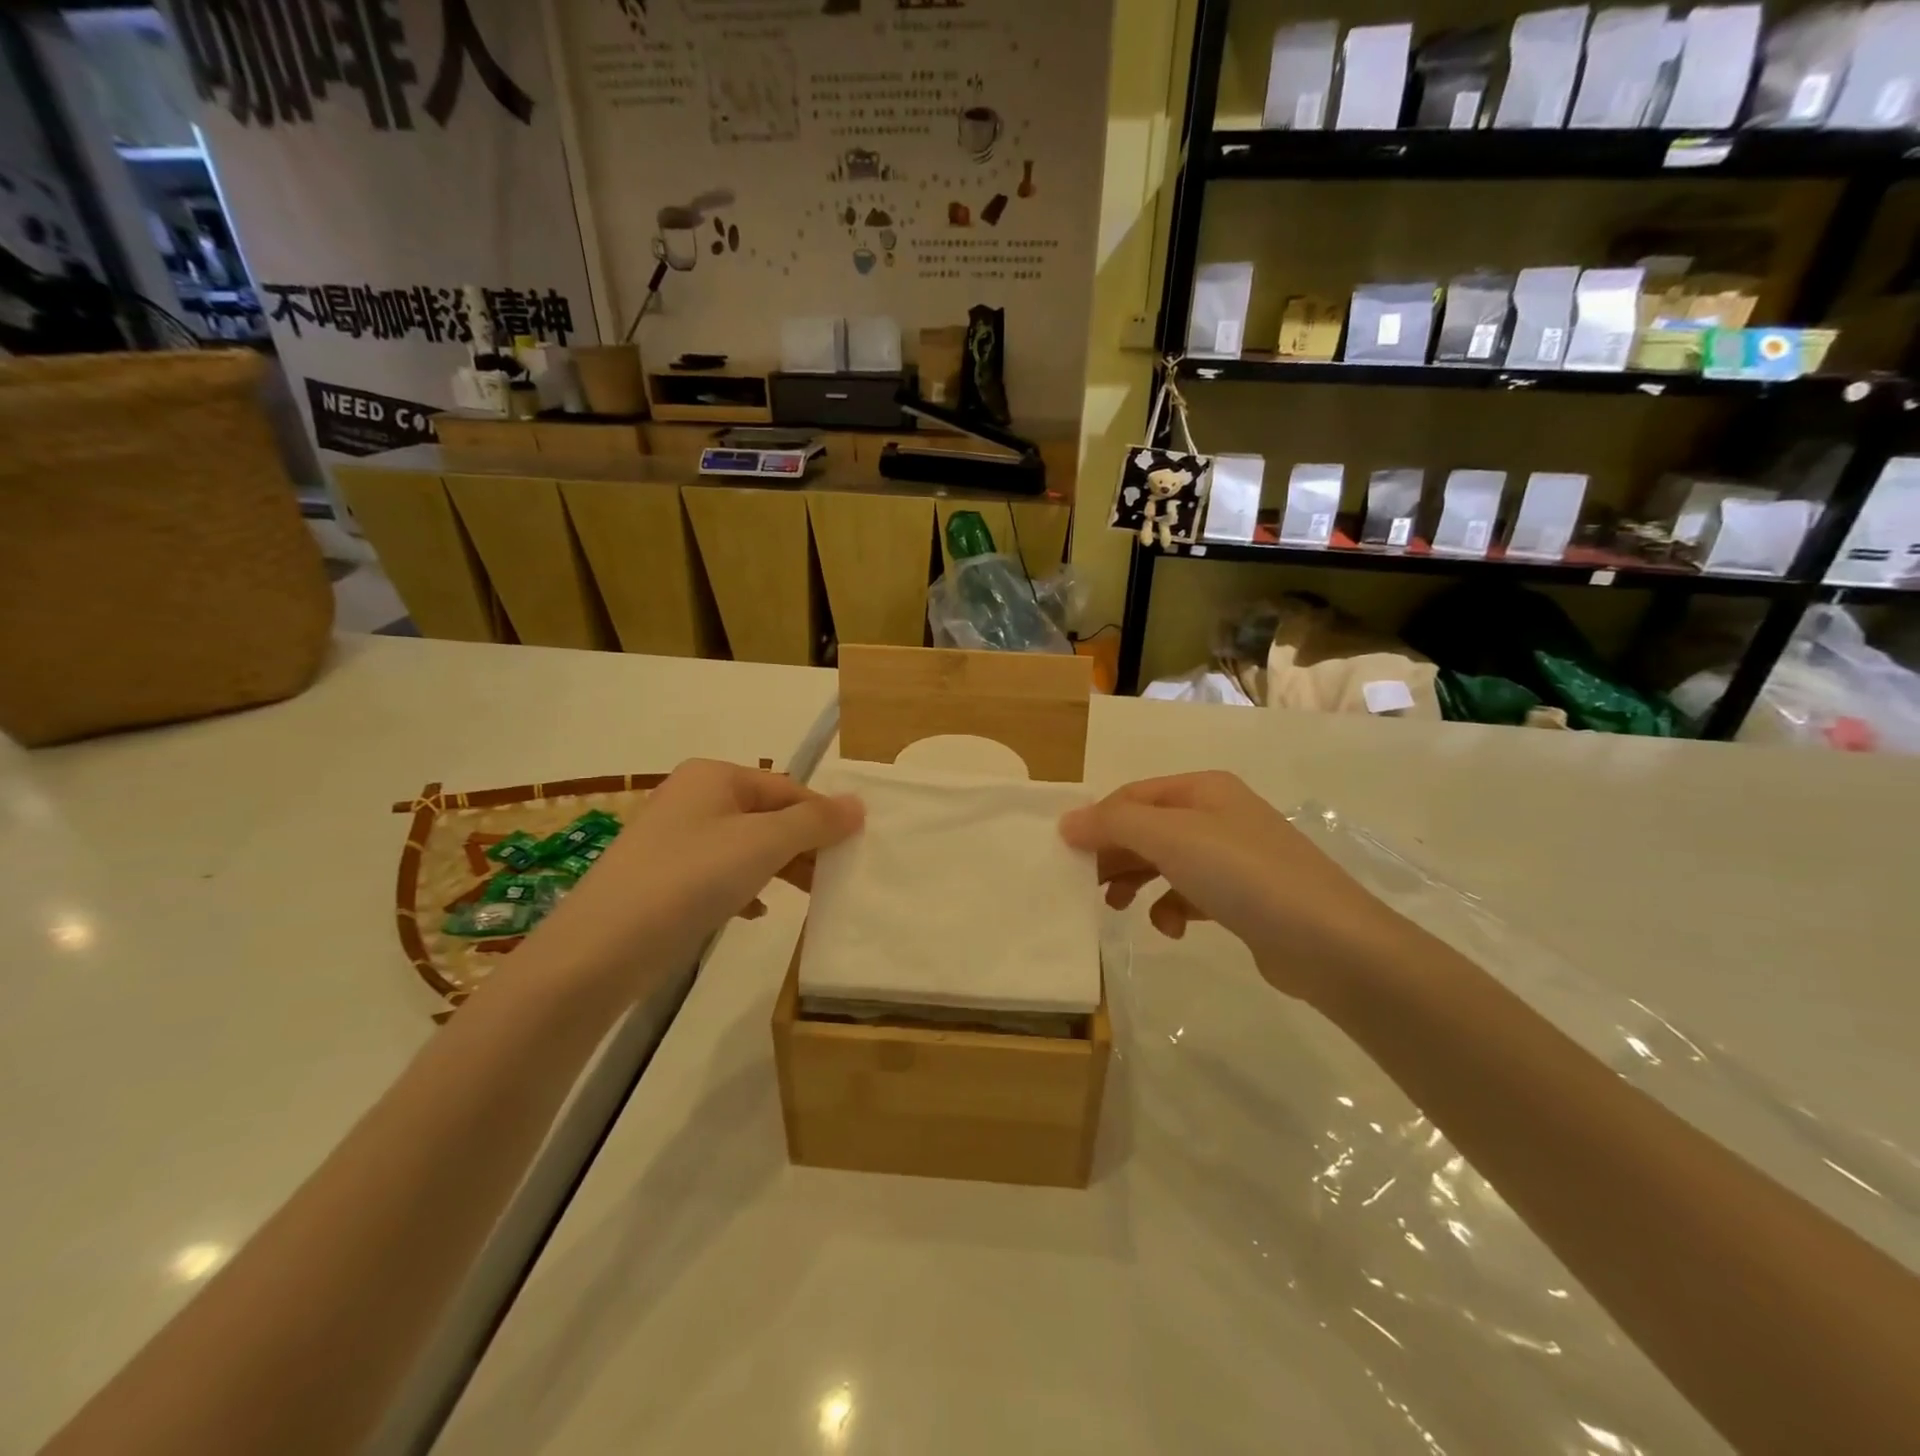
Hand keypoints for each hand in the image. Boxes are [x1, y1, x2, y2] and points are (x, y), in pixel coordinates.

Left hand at [519, 760, 862, 995]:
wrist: (601, 949)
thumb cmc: (691, 879)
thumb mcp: (763, 843)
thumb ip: (815, 822)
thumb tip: (859, 804)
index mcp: (714, 776)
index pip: (788, 788)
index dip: (824, 816)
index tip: (855, 848)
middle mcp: (692, 797)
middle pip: (766, 815)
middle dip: (802, 844)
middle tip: (835, 876)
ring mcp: (674, 838)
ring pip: (744, 846)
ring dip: (779, 867)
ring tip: (807, 895)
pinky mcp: (663, 878)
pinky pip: (718, 873)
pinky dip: (744, 887)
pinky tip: (755, 912)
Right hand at [1059, 771, 1408, 1006]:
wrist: (1329, 942)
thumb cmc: (1242, 875)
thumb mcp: (1170, 837)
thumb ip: (1113, 823)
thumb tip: (1067, 822)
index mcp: (1203, 789)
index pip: (1132, 795)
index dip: (1097, 821)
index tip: (1066, 855)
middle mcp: (1219, 814)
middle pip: (1147, 828)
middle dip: (1114, 854)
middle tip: (1084, 885)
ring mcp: (1235, 857)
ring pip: (1166, 862)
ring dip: (1136, 881)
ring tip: (1115, 907)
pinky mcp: (1244, 898)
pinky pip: (1191, 894)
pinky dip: (1172, 907)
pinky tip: (1171, 928)